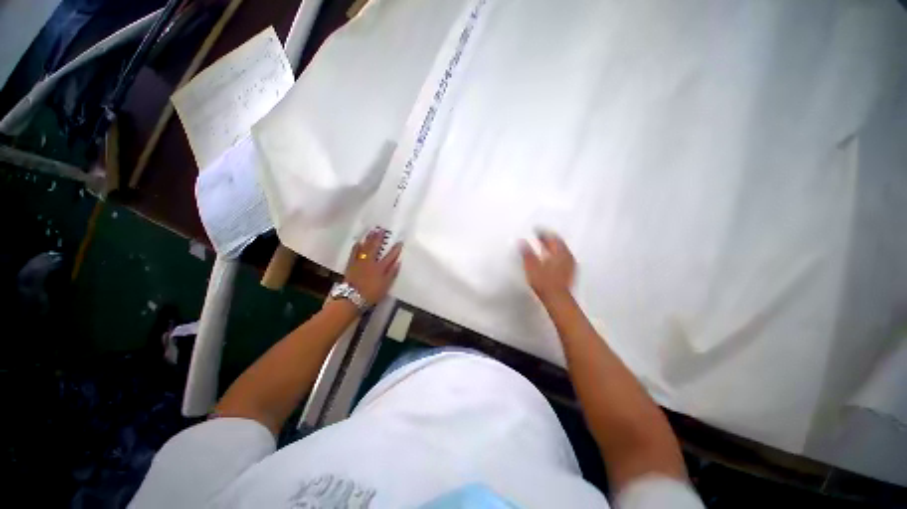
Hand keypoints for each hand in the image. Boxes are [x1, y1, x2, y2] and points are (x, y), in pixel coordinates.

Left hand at [344, 229, 402, 304]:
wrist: (351, 298)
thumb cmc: (371, 293)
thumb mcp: (385, 285)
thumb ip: (392, 273)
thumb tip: (398, 262)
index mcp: (380, 267)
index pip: (390, 256)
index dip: (395, 249)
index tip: (400, 241)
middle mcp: (370, 262)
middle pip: (376, 248)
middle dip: (380, 238)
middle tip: (382, 229)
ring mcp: (360, 262)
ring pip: (365, 248)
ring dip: (369, 239)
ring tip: (372, 231)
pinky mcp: (351, 265)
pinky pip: (354, 253)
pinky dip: (357, 247)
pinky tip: (358, 242)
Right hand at [520, 231, 575, 302]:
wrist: (557, 299)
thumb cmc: (545, 283)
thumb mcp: (531, 266)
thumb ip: (526, 252)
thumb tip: (521, 241)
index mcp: (558, 252)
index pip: (551, 236)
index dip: (542, 231)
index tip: (535, 229)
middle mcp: (567, 256)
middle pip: (558, 242)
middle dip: (549, 237)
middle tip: (540, 235)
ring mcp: (570, 265)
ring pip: (562, 250)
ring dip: (554, 246)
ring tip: (545, 245)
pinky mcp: (570, 272)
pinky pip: (564, 257)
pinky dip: (557, 254)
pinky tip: (551, 258)